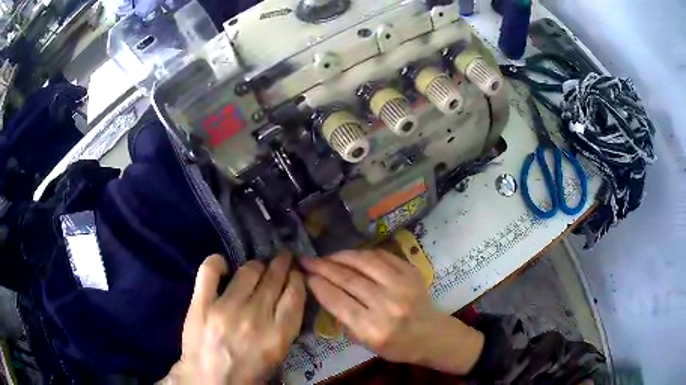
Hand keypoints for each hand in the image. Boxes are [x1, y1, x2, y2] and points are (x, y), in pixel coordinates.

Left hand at [166, 253, 305, 384]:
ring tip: (257, 268)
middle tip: (282, 259)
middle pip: (273, 279)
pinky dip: (218, 263)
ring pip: (247, 271)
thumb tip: (288, 294)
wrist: (210, 380)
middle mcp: (255, 318)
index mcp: (278, 335)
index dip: (297, 278)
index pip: (295, 294)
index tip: (295, 274)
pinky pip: (210, 270)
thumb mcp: (277, 354)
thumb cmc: (248, 372)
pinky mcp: (201, 304)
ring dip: (256, 266)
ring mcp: (225, 308)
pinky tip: (224, 266)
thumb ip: (285, 325)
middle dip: (281, 265)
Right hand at [301, 250, 483, 374]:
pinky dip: (363, 254)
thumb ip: (346, 321)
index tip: (306, 276)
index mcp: (373, 329)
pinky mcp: (411, 273)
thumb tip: (326, 293)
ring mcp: (402, 286)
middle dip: (324, 267)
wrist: (432, 335)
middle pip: (349, 280)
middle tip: (308, 260)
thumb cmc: (397, 346)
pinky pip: (382, 256)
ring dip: (341, 256)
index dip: (319, 286)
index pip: (339, 302)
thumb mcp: (366, 344)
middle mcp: (387, 305)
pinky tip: (352, 255)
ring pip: (365, 263)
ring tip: (327, 256)